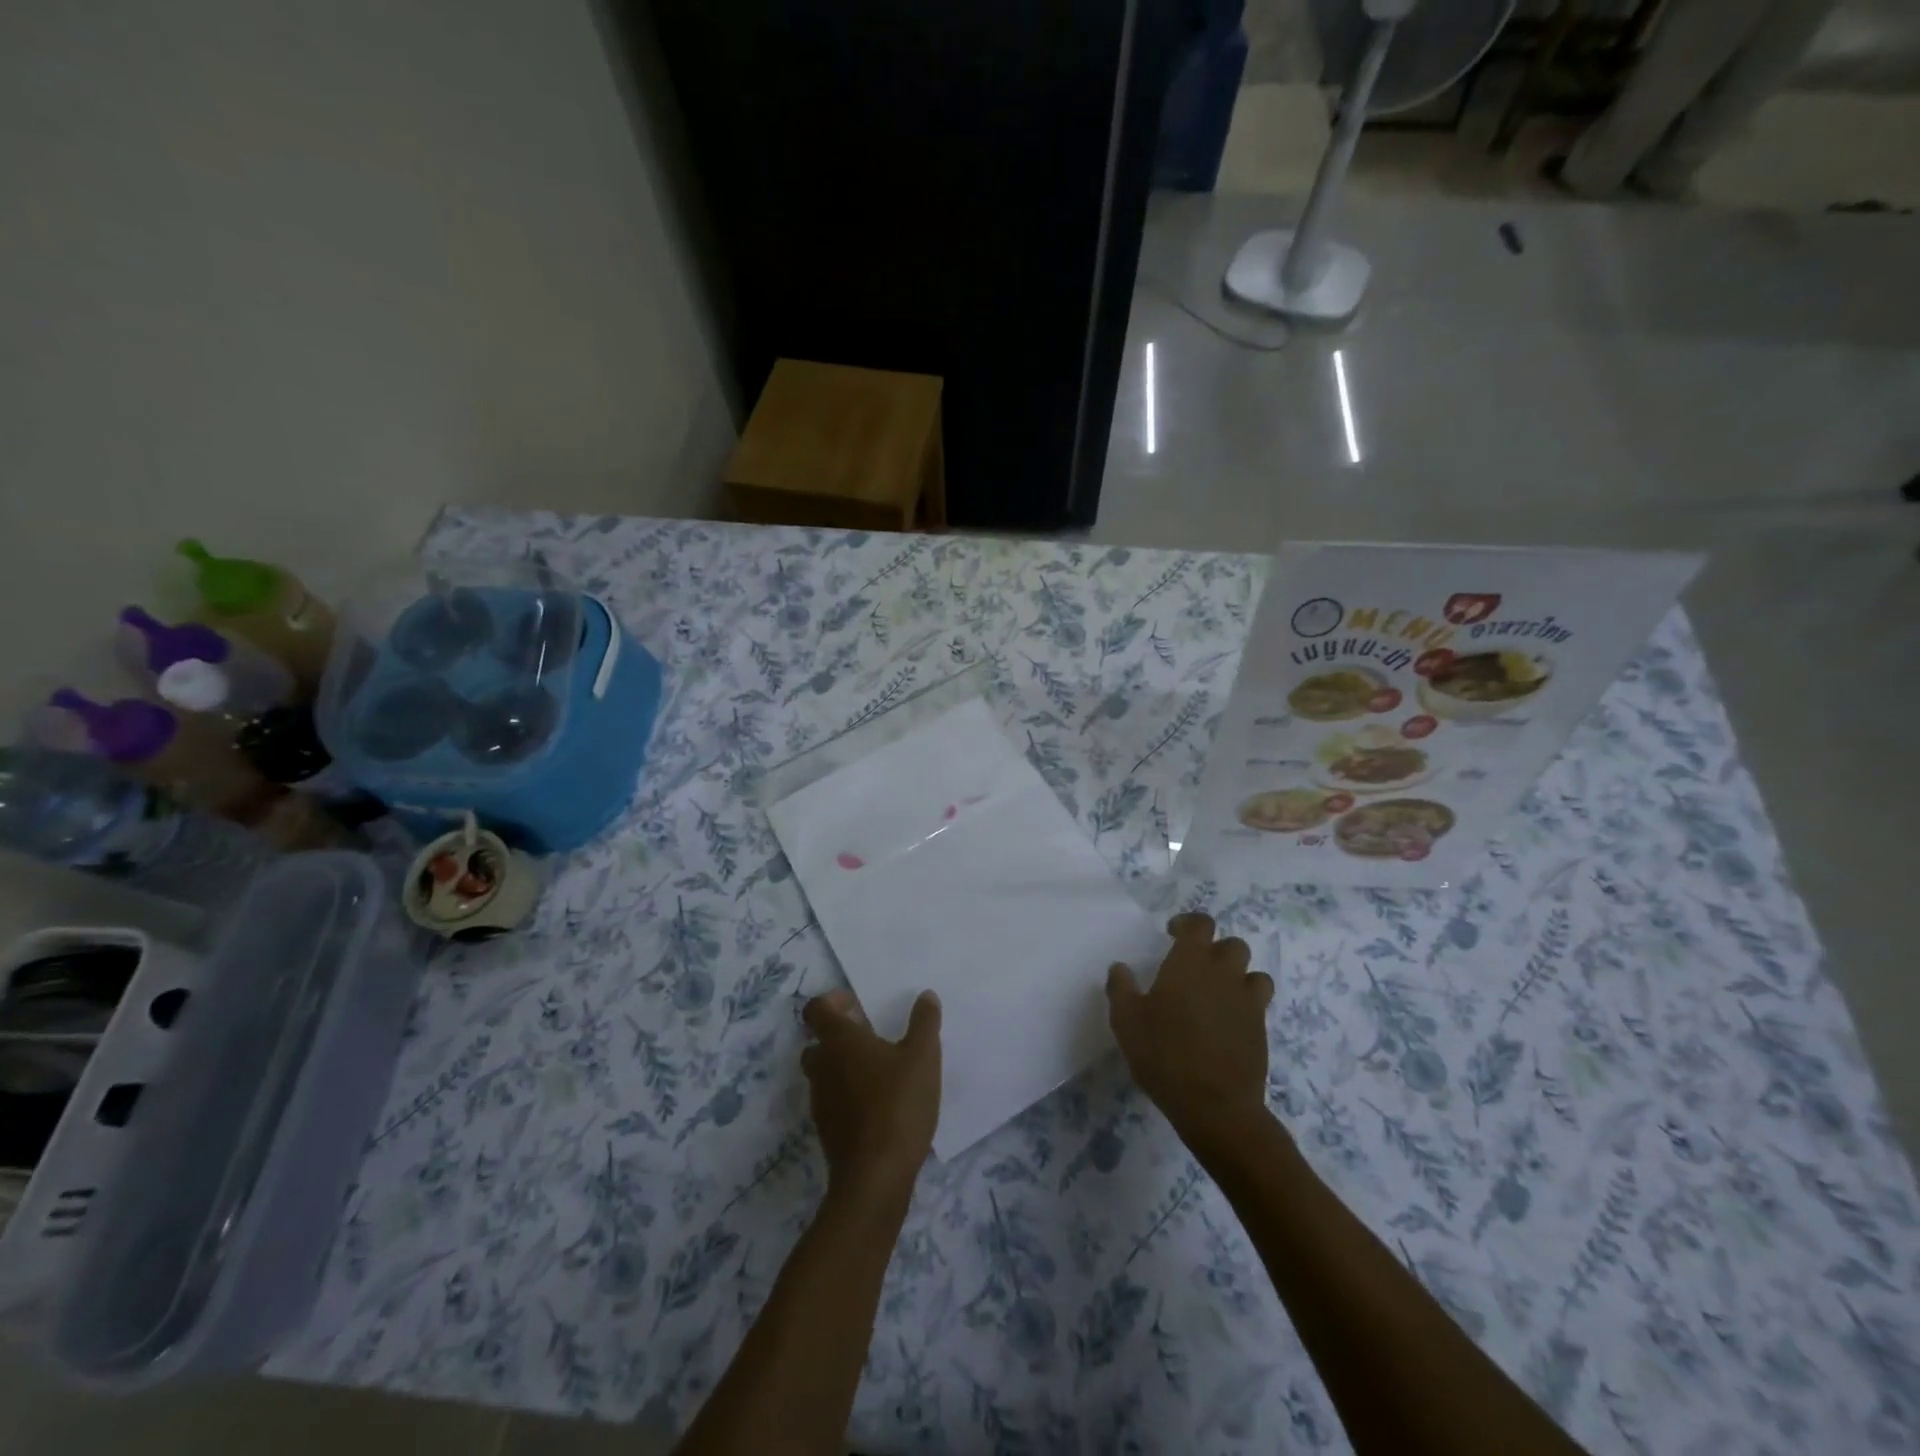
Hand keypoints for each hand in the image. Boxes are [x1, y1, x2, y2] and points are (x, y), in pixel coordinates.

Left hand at [801, 988, 941, 1208]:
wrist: (875, 1177)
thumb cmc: (898, 1104)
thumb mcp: (923, 1056)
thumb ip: (924, 1022)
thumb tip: (925, 996)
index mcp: (839, 1042)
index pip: (816, 1010)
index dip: (832, 1001)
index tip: (857, 1004)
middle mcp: (822, 1067)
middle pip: (817, 1042)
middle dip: (838, 1036)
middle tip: (870, 1036)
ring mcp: (821, 1102)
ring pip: (824, 1073)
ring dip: (843, 1066)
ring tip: (879, 1071)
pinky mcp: (827, 1131)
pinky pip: (833, 1101)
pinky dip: (848, 1095)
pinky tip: (878, 1104)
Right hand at [1107, 912, 1275, 1146]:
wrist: (1215, 1104)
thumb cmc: (1164, 1054)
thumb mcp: (1126, 1021)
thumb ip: (1121, 988)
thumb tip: (1120, 968)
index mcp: (1191, 962)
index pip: (1201, 924)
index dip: (1188, 924)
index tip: (1172, 934)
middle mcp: (1224, 973)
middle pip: (1232, 945)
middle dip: (1216, 950)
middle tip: (1195, 968)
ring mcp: (1248, 1001)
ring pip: (1253, 973)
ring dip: (1237, 976)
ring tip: (1217, 994)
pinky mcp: (1261, 1030)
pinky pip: (1259, 1004)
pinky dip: (1245, 1005)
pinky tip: (1227, 1023)